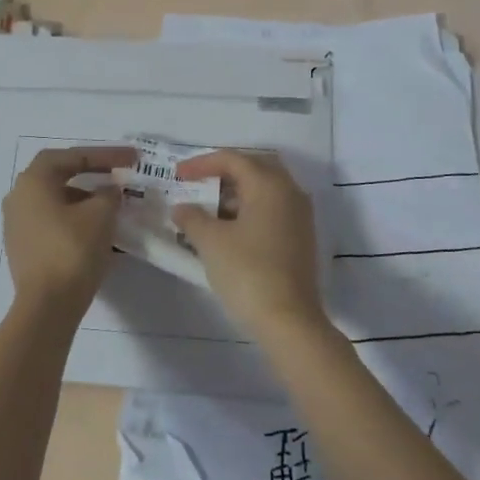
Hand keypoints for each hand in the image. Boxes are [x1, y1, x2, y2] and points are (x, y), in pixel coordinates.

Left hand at [3, 146, 135, 318]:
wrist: (47, 305)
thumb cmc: (72, 250)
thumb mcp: (100, 215)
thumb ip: (108, 194)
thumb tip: (108, 191)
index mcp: (33, 182)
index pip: (71, 156)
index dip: (103, 154)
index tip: (130, 158)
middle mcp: (18, 197)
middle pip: (58, 175)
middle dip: (91, 173)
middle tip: (117, 176)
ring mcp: (17, 224)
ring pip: (56, 201)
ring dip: (84, 199)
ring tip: (111, 205)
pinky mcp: (23, 248)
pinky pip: (52, 222)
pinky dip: (75, 219)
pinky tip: (96, 231)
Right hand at [173, 151, 325, 337]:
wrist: (288, 320)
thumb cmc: (247, 272)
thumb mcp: (211, 242)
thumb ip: (192, 218)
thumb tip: (182, 208)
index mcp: (269, 185)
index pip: (233, 159)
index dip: (202, 163)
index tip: (178, 175)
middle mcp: (290, 193)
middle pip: (255, 168)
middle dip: (225, 172)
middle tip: (199, 183)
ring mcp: (300, 217)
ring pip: (266, 190)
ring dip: (237, 193)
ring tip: (208, 209)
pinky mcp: (301, 239)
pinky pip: (273, 210)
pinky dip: (250, 210)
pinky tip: (229, 230)